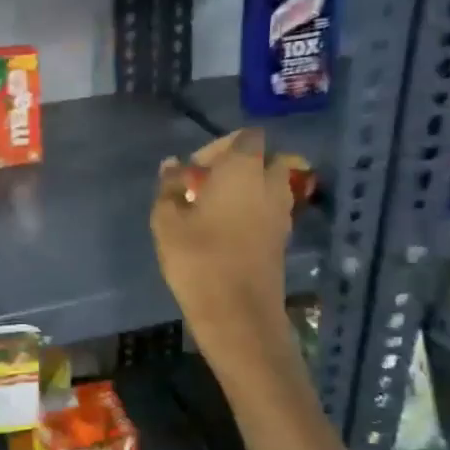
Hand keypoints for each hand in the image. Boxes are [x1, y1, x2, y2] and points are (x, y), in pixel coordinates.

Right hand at [150, 130, 300, 381]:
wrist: (237, 313)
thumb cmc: (197, 259)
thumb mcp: (167, 221)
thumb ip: (170, 188)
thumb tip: (173, 166)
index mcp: (243, 170)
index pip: (246, 137)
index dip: (220, 146)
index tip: (195, 169)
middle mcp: (270, 185)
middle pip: (270, 159)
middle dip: (244, 165)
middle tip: (212, 185)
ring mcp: (282, 214)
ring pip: (273, 186)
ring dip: (251, 189)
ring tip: (217, 210)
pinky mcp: (283, 239)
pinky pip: (272, 211)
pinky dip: (256, 212)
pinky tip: (228, 232)